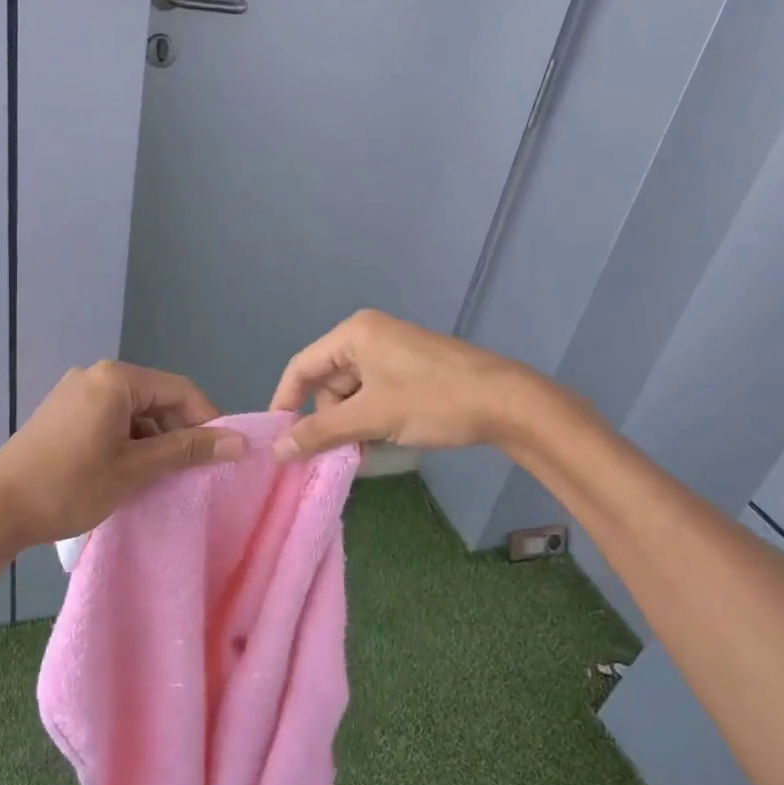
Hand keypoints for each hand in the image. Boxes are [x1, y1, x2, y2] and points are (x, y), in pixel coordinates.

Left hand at [0, 361, 242, 549]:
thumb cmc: (70, 485)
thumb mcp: (136, 469)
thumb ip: (188, 451)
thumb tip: (240, 442)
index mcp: (117, 379)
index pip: (182, 391)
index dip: (209, 421)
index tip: (224, 456)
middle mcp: (96, 376)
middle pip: (158, 398)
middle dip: (180, 433)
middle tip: (194, 471)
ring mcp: (76, 393)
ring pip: (135, 412)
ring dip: (155, 441)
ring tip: (163, 477)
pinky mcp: (63, 413)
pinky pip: (111, 419)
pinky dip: (129, 442)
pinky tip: (131, 472)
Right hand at [268, 310, 539, 459]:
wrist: (506, 401)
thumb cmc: (432, 401)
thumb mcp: (371, 417)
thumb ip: (320, 432)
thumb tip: (277, 450)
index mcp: (354, 333)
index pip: (301, 367)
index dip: (285, 403)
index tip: (279, 440)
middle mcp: (369, 334)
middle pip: (327, 381)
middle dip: (329, 418)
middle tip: (341, 450)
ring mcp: (392, 350)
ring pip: (352, 392)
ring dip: (353, 422)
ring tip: (369, 447)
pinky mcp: (410, 367)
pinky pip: (375, 392)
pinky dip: (373, 417)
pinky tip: (386, 437)